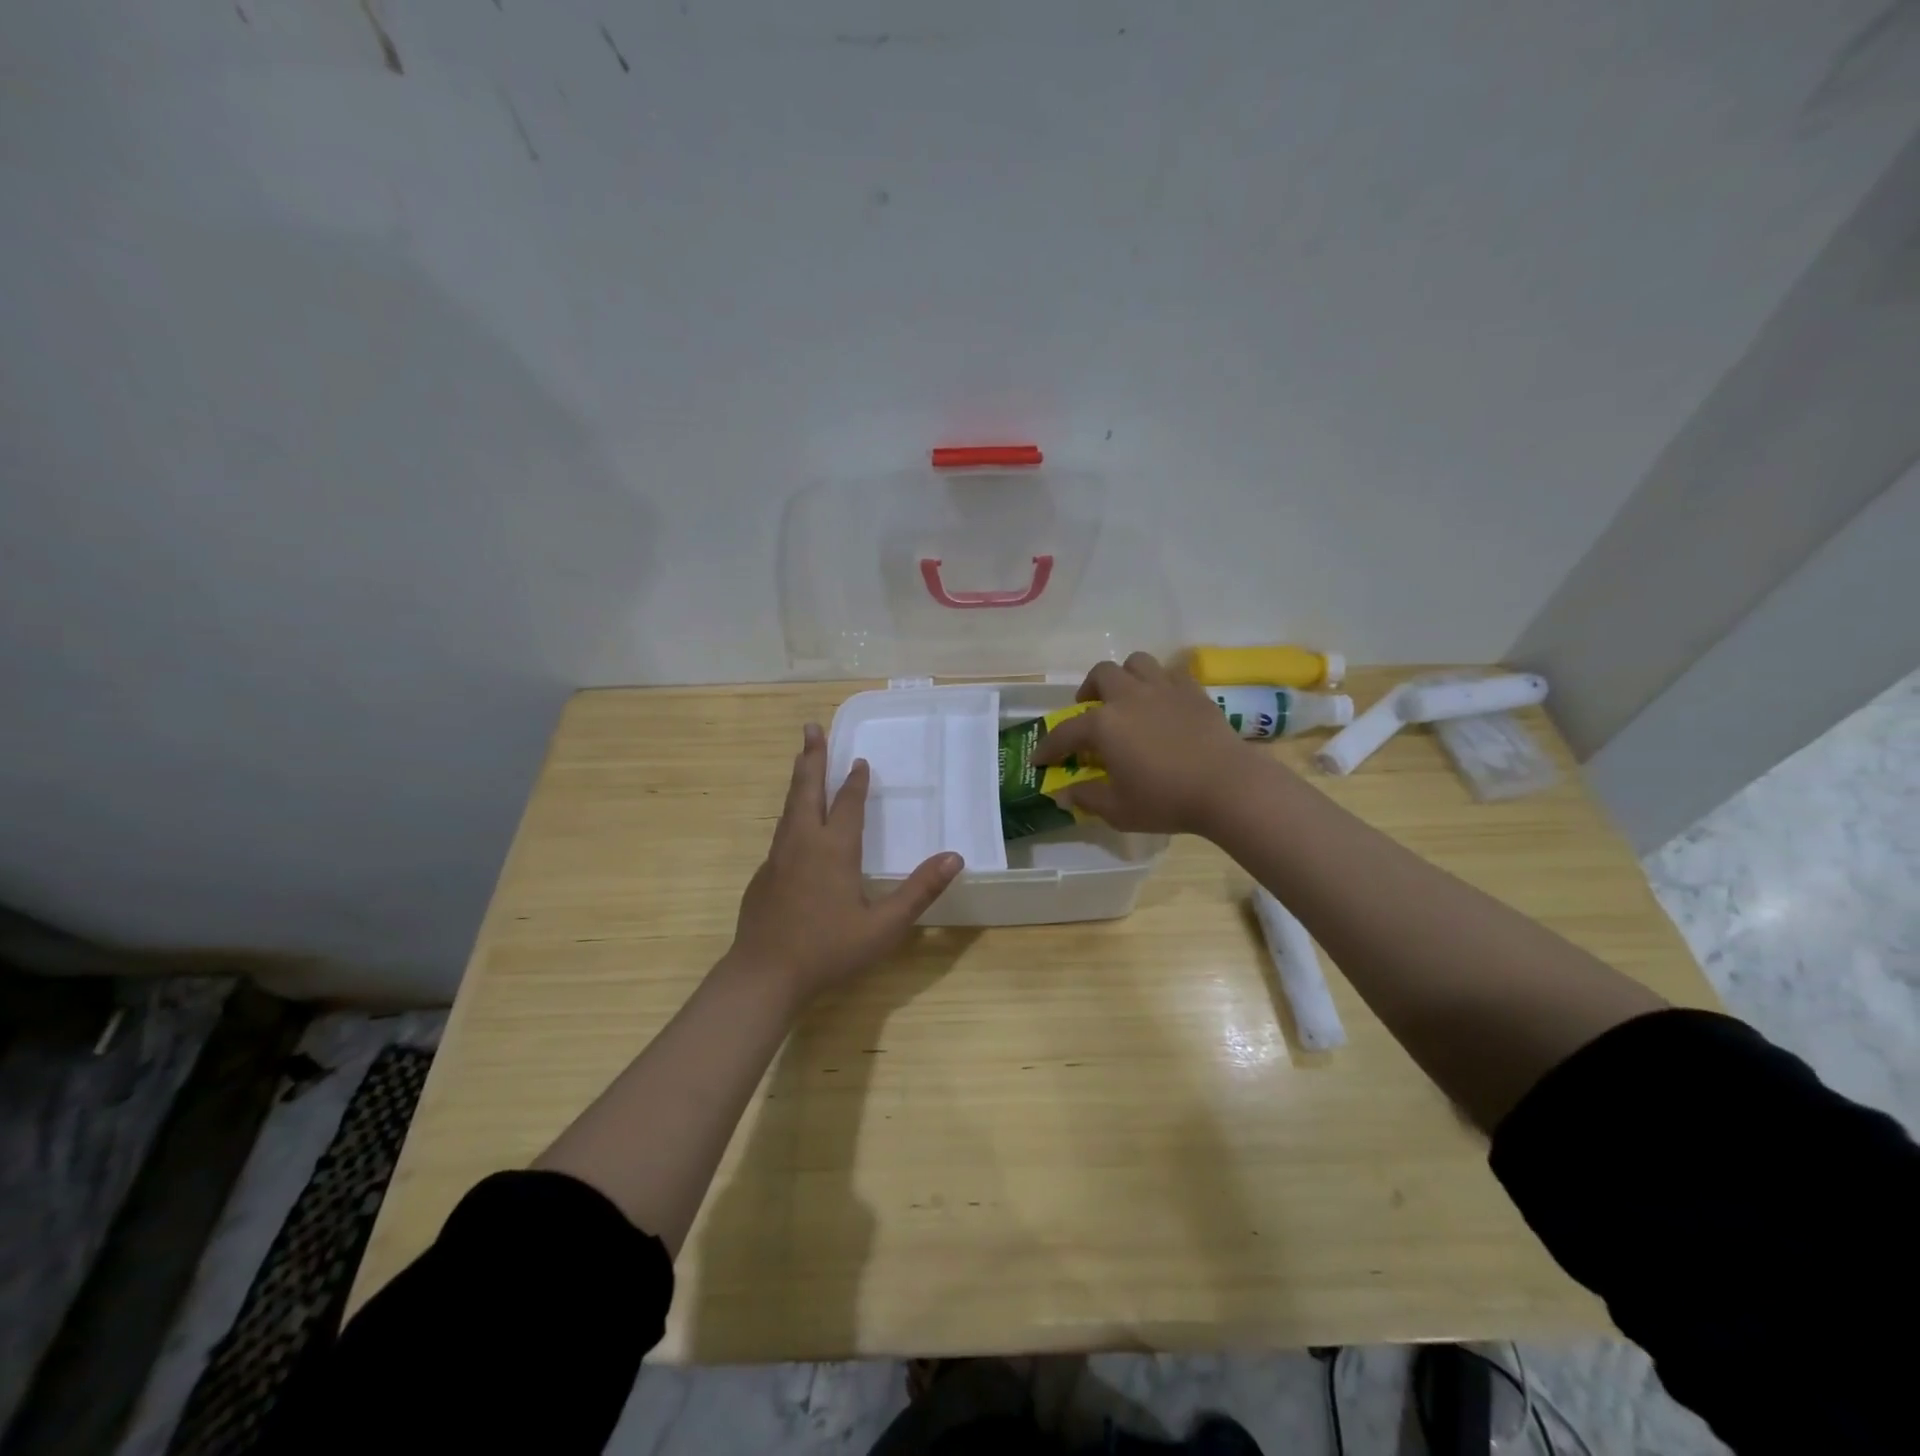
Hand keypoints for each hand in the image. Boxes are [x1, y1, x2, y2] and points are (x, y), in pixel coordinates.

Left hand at [727, 722, 963, 1005]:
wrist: (764, 975)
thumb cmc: (829, 950)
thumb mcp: (884, 926)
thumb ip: (919, 891)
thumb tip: (954, 858)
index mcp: (833, 850)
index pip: (846, 804)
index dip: (854, 781)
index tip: (859, 760)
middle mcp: (802, 844)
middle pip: (806, 790)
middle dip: (811, 757)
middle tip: (810, 728)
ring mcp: (777, 859)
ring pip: (789, 808)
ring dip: (798, 780)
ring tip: (802, 760)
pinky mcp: (763, 876)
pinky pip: (781, 832)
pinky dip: (790, 812)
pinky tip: (794, 824)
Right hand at [1031, 653, 1264, 835]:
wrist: (1228, 787)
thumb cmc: (1166, 800)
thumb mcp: (1118, 809)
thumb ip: (1086, 797)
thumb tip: (1062, 793)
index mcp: (1104, 724)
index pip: (1065, 732)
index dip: (1049, 747)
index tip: (1039, 759)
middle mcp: (1129, 696)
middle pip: (1101, 675)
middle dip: (1088, 691)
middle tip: (1089, 712)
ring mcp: (1164, 689)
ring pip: (1136, 663)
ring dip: (1125, 677)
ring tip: (1126, 698)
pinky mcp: (1194, 692)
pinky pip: (1170, 674)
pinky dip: (1159, 684)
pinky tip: (1162, 704)